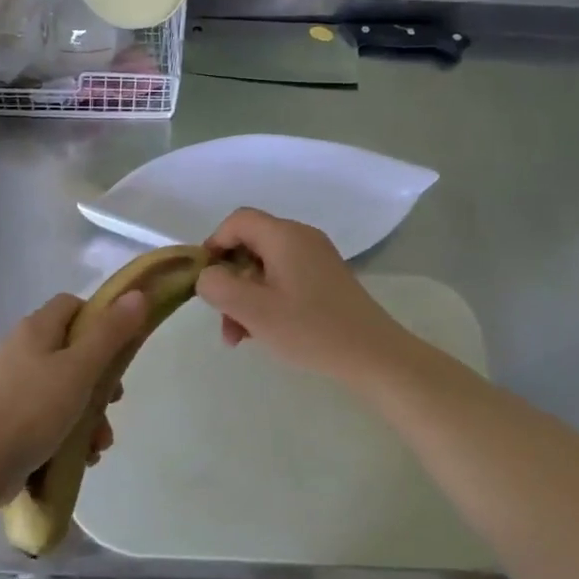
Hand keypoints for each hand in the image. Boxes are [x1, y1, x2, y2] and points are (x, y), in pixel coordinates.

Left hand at [0, 290, 148, 491]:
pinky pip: (48, 413)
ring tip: (100, 443)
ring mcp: (13, 383)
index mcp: (35, 328)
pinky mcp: (10, 415)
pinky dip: (69, 430)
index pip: (72, 305)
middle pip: (73, 350)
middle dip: (100, 379)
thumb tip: (137, 295)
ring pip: (64, 387)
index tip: (119, 347)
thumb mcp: (80, 368)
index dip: (99, 320)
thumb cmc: (35, 407)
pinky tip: (82, 456)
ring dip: (89, 413)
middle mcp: (21, 349)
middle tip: (114, 401)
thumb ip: (110, 333)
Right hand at [195, 208, 408, 383]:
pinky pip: (283, 279)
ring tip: (239, 337)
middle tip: (221, 318)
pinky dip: (266, 300)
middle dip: (229, 280)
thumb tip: (207, 276)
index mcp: (284, 236)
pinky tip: (262, 332)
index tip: (204, 279)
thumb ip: (218, 287)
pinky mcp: (325, 279)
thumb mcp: (254, 310)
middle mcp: (301, 238)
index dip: (214, 244)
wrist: (375, 356)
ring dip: (245, 297)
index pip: (237, 221)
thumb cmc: (311, 330)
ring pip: (264, 267)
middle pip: (249, 245)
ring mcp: (316, 258)